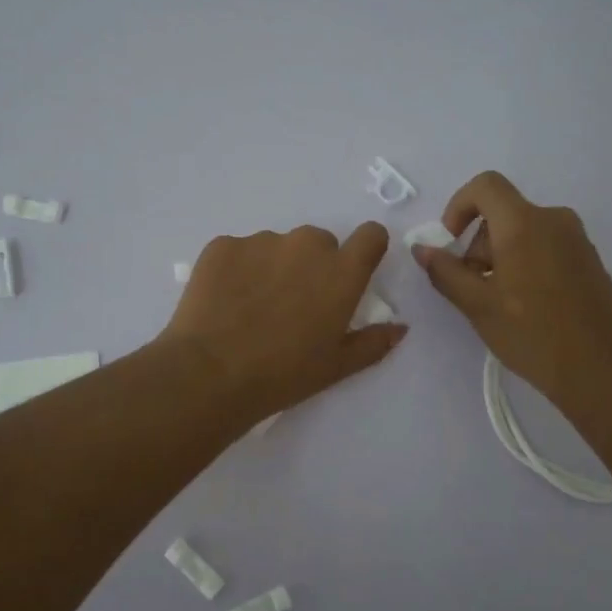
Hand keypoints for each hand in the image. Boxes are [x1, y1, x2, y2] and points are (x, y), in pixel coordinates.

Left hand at [163, 222, 407, 424]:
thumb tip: (400, 328)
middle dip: (312, 265)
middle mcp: (306, 244)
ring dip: (272, 266)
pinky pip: (238, 251)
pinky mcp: (222, 245)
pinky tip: (224, 302)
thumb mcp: (336, 367)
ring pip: (276, 246)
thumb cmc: (283, 375)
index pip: (370, 235)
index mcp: (341, 272)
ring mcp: (261, 241)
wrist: (210, 373)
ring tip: (251, 308)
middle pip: (319, 242)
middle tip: (293, 303)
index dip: (365, 249)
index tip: (352, 270)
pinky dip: (236, 270)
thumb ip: (373, 342)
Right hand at [411, 171, 611, 414]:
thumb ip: (445, 271)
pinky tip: (527, 306)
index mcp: (525, 223)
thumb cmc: (532, 334)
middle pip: (503, 213)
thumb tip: (422, 248)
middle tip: (473, 287)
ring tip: (499, 302)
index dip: (458, 206)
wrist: (601, 371)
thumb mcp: (477, 305)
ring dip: (501, 256)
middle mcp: (554, 220)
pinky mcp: (590, 260)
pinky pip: (546, 246)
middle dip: (478, 243)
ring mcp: (577, 240)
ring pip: (524, 231)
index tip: (451, 242)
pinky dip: (526, 263)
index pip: (485, 185)